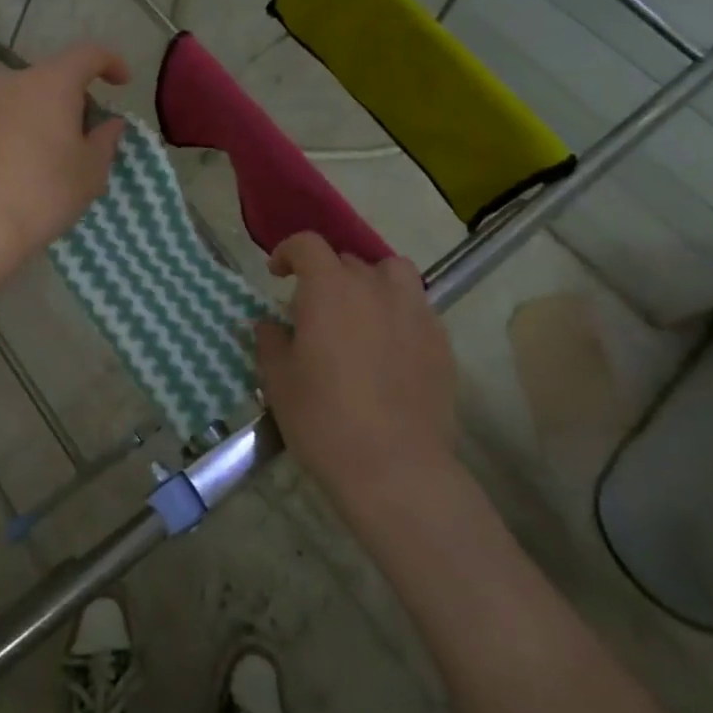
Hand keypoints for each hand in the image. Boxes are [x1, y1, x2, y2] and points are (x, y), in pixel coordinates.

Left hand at [0, 42, 129, 276]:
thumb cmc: (45, 192)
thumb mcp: (91, 170)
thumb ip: (106, 139)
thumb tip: (111, 123)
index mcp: (51, 82)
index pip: (87, 54)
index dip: (110, 63)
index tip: (123, 83)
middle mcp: (12, 80)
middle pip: (54, 77)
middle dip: (76, 98)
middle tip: (89, 134)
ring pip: (26, 96)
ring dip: (46, 114)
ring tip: (56, 153)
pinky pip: (3, 115)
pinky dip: (21, 128)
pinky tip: (26, 163)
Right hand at [255, 233, 461, 526]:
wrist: (394, 467)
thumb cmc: (324, 418)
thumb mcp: (279, 380)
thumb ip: (271, 341)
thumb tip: (271, 324)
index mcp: (329, 288)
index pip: (308, 245)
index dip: (288, 252)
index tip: (277, 274)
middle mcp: (375, 287)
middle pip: (348, 260)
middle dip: (326, 275)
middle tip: (313, 310)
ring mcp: (414, 311)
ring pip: (392, 274)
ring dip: (371, 282)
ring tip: (360, 313)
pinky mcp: (440, 341)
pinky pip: (416, 308)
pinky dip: (397, 313)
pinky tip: (388, 348)